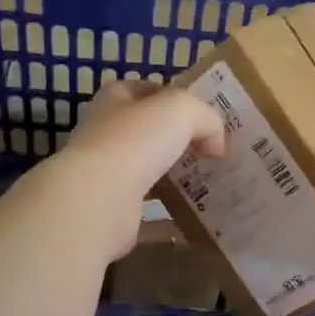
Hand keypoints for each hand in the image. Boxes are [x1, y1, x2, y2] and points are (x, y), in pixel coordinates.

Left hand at [47, 79, 225, 258]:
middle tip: (213, 152)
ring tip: (212, 186)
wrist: (97, 202)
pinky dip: (171, 222)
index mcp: (114, 104)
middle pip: (147, 135)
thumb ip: (206, 119)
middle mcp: (106, 138)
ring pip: (149, 176)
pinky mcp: (114, 216)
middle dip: (178, 142)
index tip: (200, 114)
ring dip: (175, 181)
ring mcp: (107, 179)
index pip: (141, 91)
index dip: (170, 96)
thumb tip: (217, 145)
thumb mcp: (182, 109)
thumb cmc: (135, 142)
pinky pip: (150, 219)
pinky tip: (198, 224)